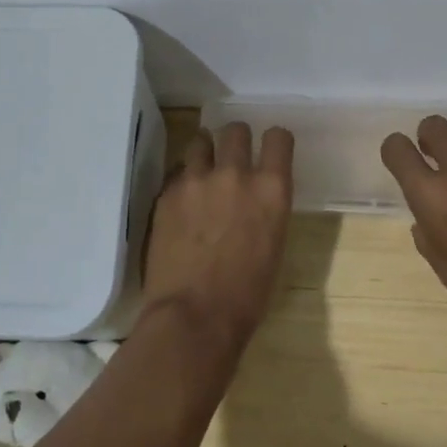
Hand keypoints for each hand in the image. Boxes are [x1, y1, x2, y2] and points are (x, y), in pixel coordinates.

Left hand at [142, 122, 294, 344]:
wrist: (194, 316)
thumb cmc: (247, 295)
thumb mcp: (273, 245)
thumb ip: (265, 210)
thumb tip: (255, 202)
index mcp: (272, 189)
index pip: (279, 137)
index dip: (275, 141)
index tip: (270, 150)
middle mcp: (236, 173)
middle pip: (236, 130)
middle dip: (236, 140)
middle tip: (232, 158)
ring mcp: (197, 180)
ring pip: (200, 140)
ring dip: (205, 152)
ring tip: (202, 171)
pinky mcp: (167, 193)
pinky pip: (177, 172)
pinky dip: (183, 181)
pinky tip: (182, 203)